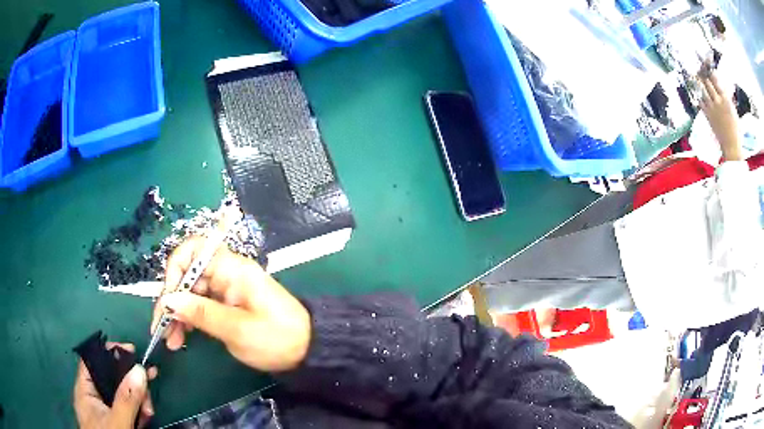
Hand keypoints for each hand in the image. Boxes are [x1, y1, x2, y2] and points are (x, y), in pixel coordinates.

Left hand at [74, 343, 157, 428]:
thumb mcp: (118, 422)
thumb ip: (127, 399)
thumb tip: (140, 369)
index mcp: (85, 389)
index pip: (93, 359)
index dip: (110, 352)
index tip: (133, 351)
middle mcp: (94, 395)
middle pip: (112, 377)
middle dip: (132, 383)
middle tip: (148, 393)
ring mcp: (106, 409)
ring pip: (123, 394)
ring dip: (139, 399)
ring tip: (149, 413)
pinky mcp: (116, 419)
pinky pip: (128, 408)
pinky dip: (138, 410)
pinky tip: (146, 417)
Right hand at [152, 237, 311, 371]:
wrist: (306, 350)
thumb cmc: (276, 339)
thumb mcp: (237, 329)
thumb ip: (200, 313)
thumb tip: (168, 300)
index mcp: (232, 269)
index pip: (193, 250)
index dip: (175, 269)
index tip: (168, 299)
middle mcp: (226, 273)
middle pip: (187, 275)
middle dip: (171, 300)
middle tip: (162, 328)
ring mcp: (225, 289)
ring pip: (190, 293)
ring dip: (177, 313)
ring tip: (170, 340)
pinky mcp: (226, 304)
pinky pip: (199, 305)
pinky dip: (188, 319)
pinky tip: (181, 337)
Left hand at [698, 72, 742, 160]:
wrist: (731, 146)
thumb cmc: (736, 129)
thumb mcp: (734, 110)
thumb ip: (727, 96)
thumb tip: (722, 84)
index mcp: (725, 98)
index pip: (714, 77)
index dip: (709, 68)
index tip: (705, 62)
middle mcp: (717, 101)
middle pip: (706, 81)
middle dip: (702, 72)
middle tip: (698, 65)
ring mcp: (711, 108)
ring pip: (702, 88)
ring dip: (698, 81)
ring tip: (694, 73)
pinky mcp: (707, 115)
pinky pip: (699, 100)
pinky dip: (697, 93)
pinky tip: (695, 88)